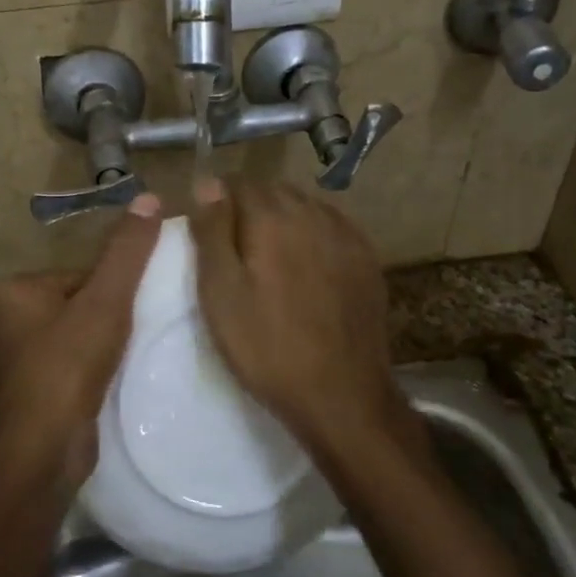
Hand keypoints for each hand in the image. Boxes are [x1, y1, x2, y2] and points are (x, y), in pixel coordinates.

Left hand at [0, 192, 162, 487]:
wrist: (42, 449)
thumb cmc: (68, 365)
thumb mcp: (105, 300)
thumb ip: (127, 252)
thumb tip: (150, 197)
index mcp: (15, 292)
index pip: (79, 275)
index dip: (113, 290)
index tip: (136, 310)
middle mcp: (6, 323)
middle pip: (78, 306)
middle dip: (108, 319)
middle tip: (136, 335)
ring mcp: (14, 363)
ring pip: (75, 340)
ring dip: (103, 348)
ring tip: (128, 361)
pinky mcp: (29, 396)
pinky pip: (70, 370)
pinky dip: (92, 374)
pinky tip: (111, 385)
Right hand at [189, 178, 410, 454]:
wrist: (341, 394)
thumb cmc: (267, 347)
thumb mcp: (220, 293)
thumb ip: (212, 231)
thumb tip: (208, 182)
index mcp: (273, 218)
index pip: (239, 183)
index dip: (219, 202)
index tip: (209, 234)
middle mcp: (314, 214)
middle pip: (274, 191)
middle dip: (251, 209)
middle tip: (236, 251)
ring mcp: (347, 235)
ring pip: (306, 207)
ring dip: (284, 220)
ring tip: (271, 260)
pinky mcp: (367, 259)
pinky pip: (333, 228)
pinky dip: (314, 236)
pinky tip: (307, 267)